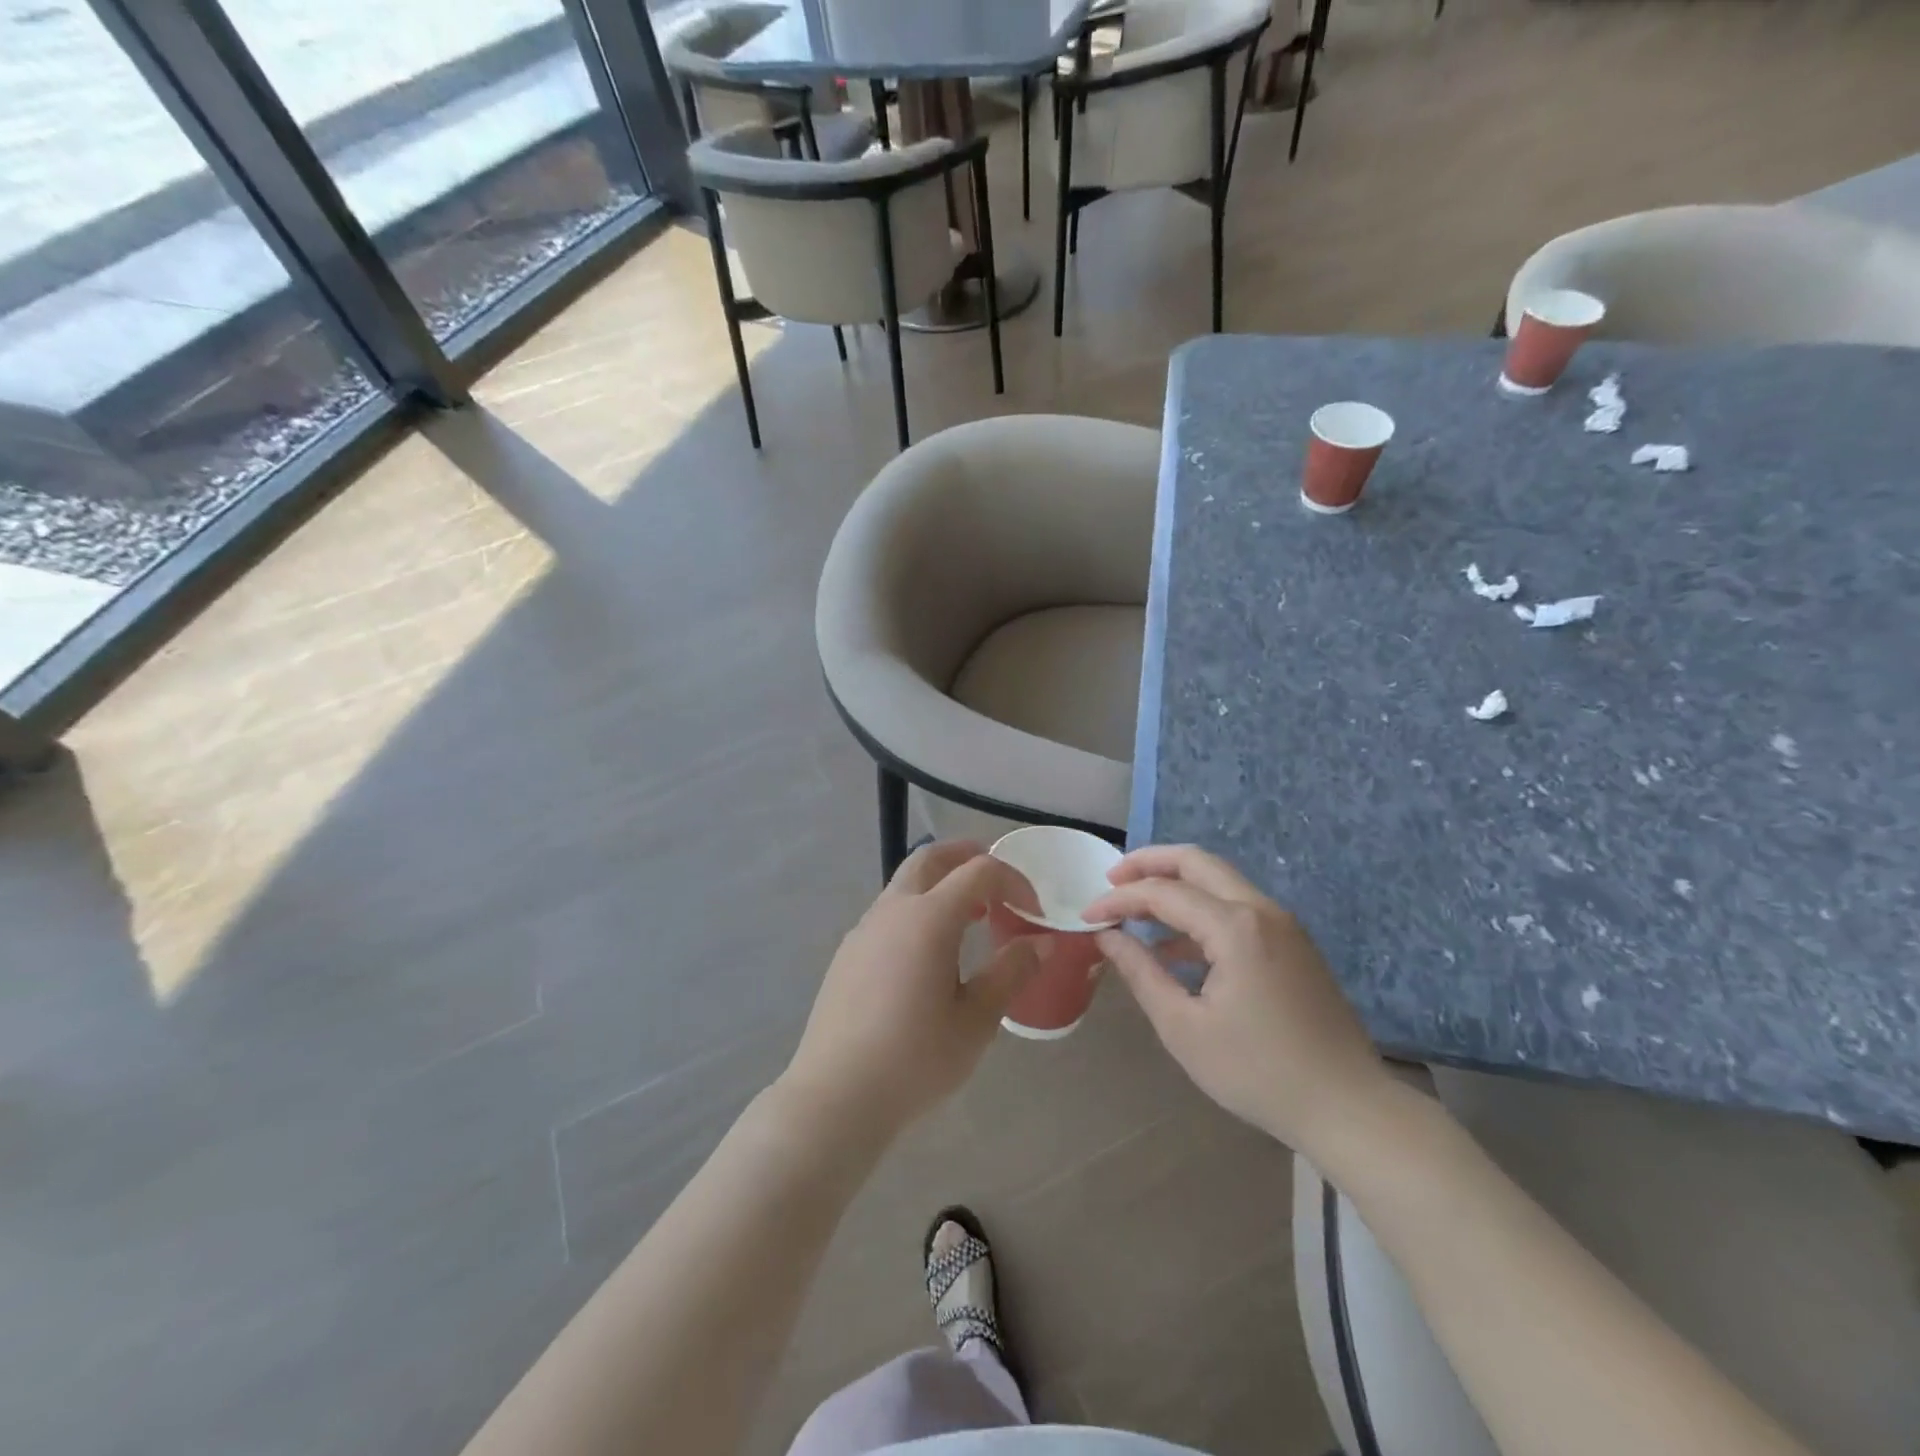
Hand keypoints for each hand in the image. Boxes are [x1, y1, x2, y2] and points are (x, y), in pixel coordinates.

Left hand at [782, 841, 1039, 1139]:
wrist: (837, 1095)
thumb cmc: (916, 1058)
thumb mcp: (977, 1020)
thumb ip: (1011, 972)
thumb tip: (1039, 941)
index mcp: (928, 918)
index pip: (979, 871)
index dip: (1014, 881)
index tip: (1034, 912)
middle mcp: (893, 910)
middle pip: (930, 858)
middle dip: (967, 856)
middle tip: (997, 879)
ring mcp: (864, 929)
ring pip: (906, 884)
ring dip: (941, 885)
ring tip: (970, 918)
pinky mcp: (848, 953)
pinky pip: (889, 913)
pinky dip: (918, 910)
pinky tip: (929, 954)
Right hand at [1083, 845, 1394, 1155]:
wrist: (1348, 1107)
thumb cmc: (1258, 1072)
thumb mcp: (1184, 1027)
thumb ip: (1141, 973)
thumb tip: (1108, 937)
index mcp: (1235, 927)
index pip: (1162, 892)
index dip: (1119, 899)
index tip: (1087, 916)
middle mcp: (1261, 910)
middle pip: (1196, 862)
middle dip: (1148, 864)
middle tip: (1111, 881)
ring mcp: (1283, 925)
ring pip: (1219, 881)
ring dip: (1175, 886)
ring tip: (1135, 912)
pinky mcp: (1292, 944)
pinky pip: (1237, 909)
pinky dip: (1200, 913)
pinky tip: (1174, 949)